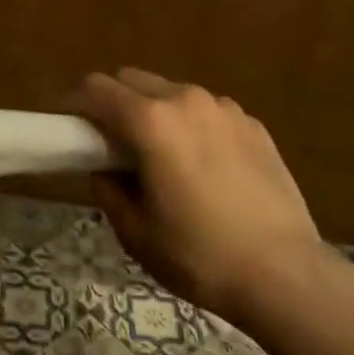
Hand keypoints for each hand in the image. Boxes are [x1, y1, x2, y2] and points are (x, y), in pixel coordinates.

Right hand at [68, 68, 320, 325]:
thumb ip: (108, 188)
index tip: (67, 125)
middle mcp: (185, 99)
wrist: (286, 275)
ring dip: (153, 111)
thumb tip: (105, 167)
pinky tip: (203, 167)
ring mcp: (224, 108)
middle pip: (132, 79)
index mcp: (150, 121)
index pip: (95, 89)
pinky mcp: (252, 124)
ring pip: (171, 92)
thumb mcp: (135, 232)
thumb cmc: (199, 256)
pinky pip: (206, 111)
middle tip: (110, 142)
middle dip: (112, 102)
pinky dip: (191, 125)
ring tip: (161, 155)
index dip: (73, 103)